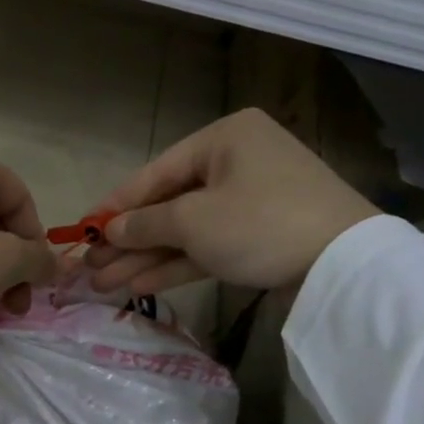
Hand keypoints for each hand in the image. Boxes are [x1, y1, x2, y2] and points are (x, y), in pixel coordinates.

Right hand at [83, 110, 380, 294]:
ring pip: (184, 230)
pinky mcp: (259, 236)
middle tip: (88, 266)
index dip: (114, 205)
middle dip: (126, 240)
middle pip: (167, 204)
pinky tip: (137, 284)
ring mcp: (249, 201)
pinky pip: (207, 246)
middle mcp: (235, 163)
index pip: (154, 173)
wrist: (342, 264)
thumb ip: (144, 225)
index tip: (81, 229)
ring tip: (102, 284)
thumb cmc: (260, 223)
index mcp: (223, 139)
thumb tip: (109, 230)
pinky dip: (175, 264)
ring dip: (144, 258)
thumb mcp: (193, 221)